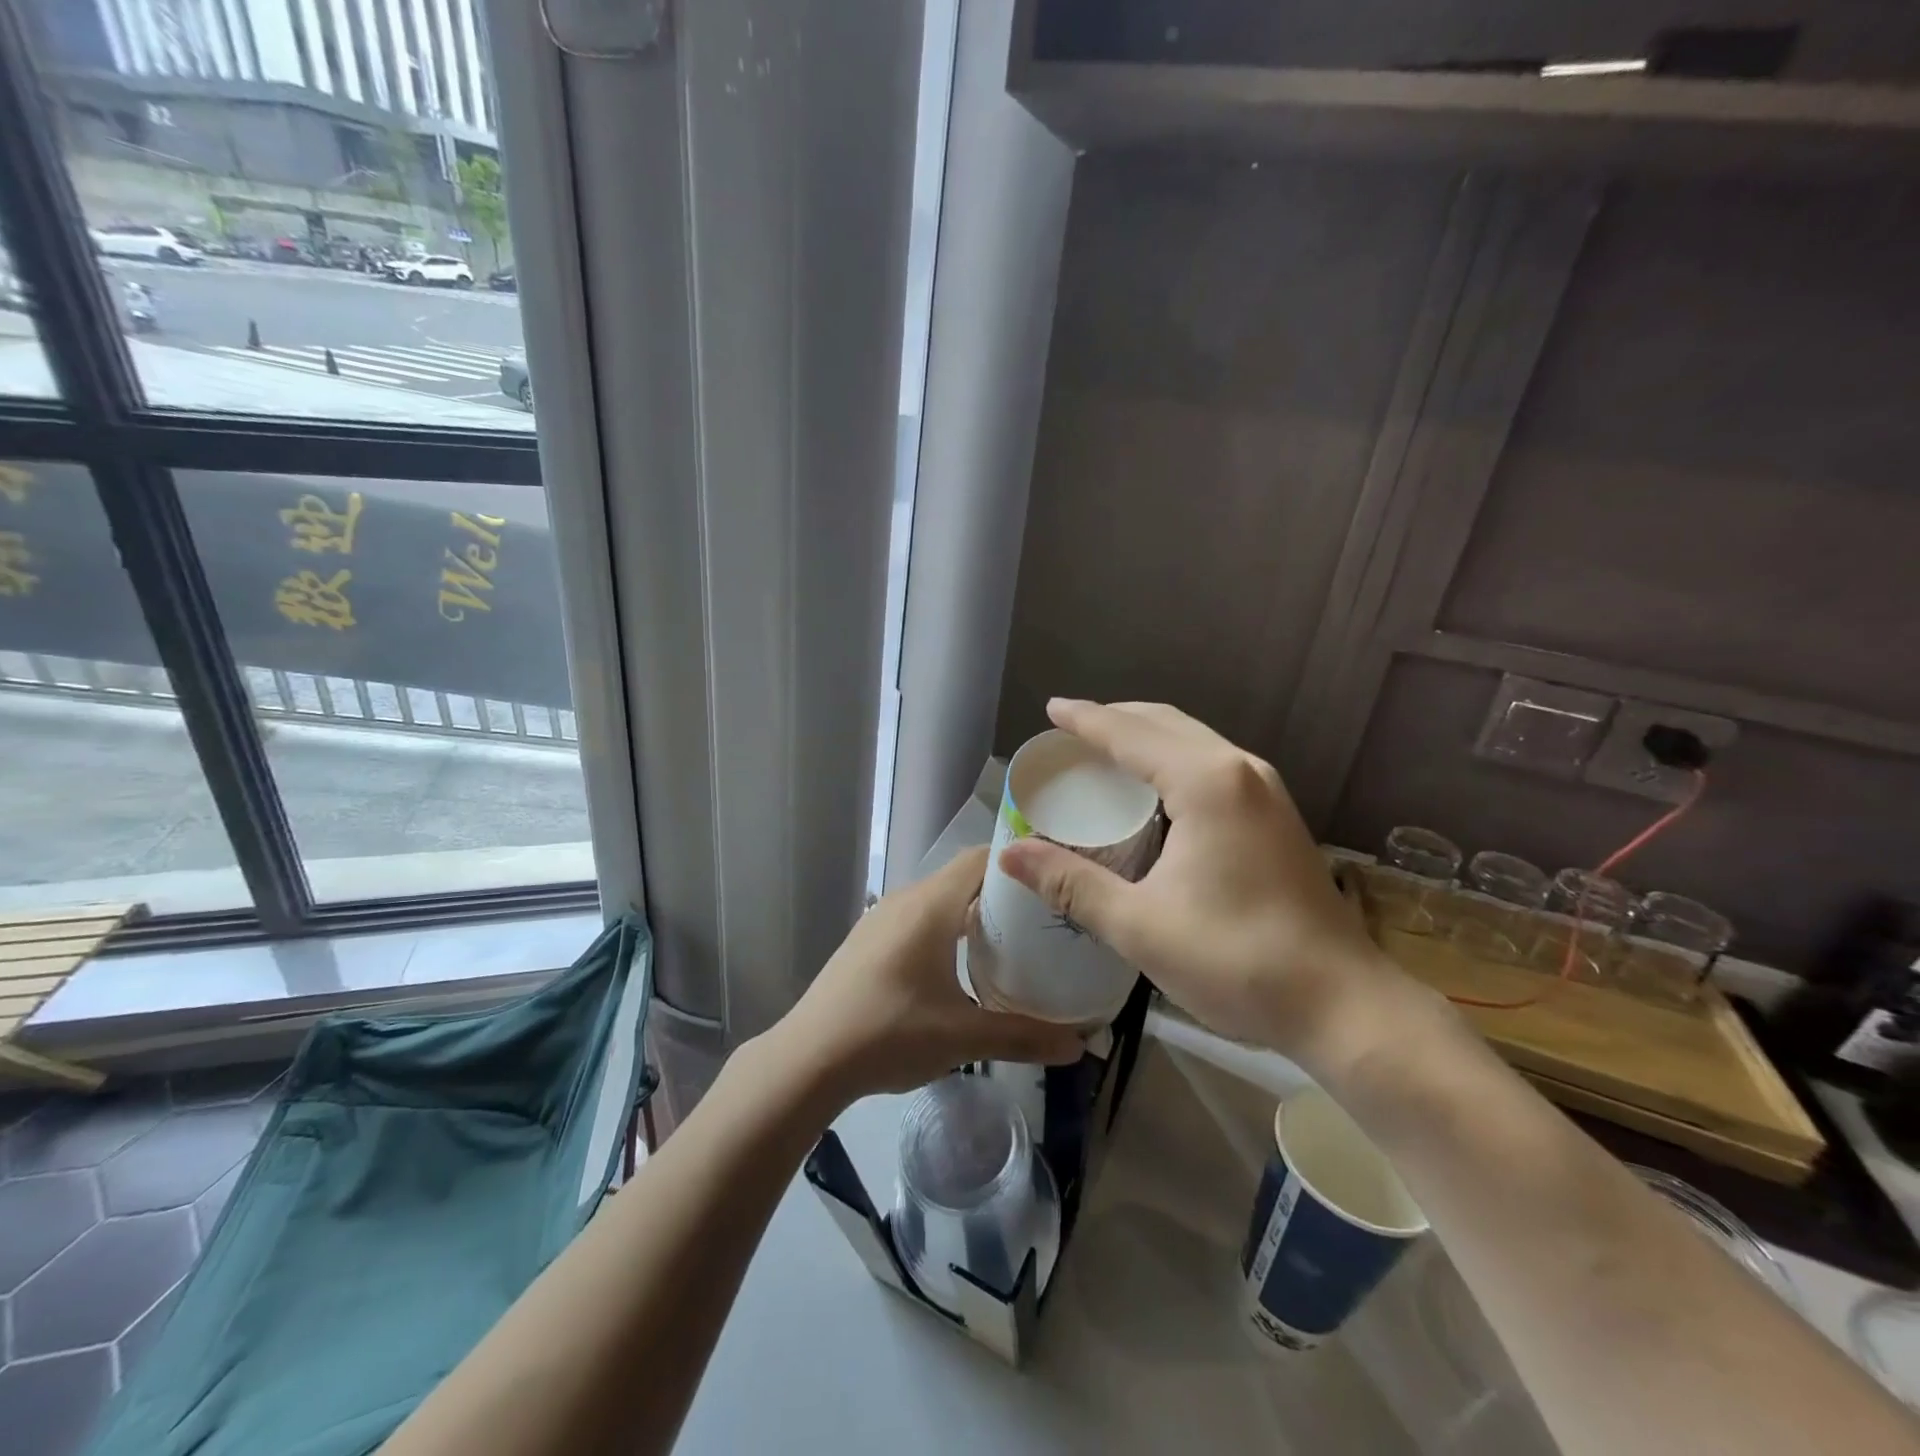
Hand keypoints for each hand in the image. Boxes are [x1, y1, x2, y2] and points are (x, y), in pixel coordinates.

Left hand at [767, 847, 1084, 1108]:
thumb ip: (1023, 1037)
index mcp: (931, 905)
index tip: (1052, 881)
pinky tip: (958, 966)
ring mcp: (881, 919)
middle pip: (962, 879)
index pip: (982, 859)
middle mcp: (905, 900)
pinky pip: (917, 919)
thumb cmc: (890, 1033)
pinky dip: (945, 930)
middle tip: (1043, 920)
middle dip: (1002, 895)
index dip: (1019, 863)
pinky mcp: (867, 941)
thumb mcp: (963, 1037)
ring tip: (1009, 943)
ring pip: (938, 901)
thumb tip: (1078, 1046)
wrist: (808, 1058)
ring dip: (971, 914)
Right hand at [998, 700, 1409, 1073]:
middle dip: (1116, 720)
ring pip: (1194, 741)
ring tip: (1105, 753)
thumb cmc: (1236, 960)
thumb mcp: (1139, 925)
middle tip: (1070, 734)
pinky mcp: (1277, 814)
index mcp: (1206, 783)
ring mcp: (1266, 790)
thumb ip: (1070, 883)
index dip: (1086, 720)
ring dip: (1147, 738)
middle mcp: (1240, 770)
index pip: (1130, 734)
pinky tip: (1154, 791)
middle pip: (1165, 724)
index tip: (1050, 709)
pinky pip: (1212, 764)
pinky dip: (1172, 760)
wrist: (1342, 1003)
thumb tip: (1008, 854)